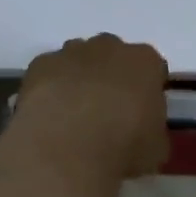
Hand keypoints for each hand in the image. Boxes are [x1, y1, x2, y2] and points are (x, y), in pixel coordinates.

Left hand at [12, 34, 169, 179]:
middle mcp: (109, 47)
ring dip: (79, 79)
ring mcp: (71, 52)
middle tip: (107, 112)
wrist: (68, 149)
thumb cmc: (123, 148)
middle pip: (113, 56)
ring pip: (78, 58)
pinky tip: (49, 114)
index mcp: (145, 62)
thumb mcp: (156, 149)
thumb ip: (153, 130)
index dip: (146, 90)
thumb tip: (143, 132)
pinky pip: (49, 71)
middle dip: (111, 77)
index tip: (141, 113)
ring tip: (74, 115)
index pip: (152, 68)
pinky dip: (50, 87)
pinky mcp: (40, 64)